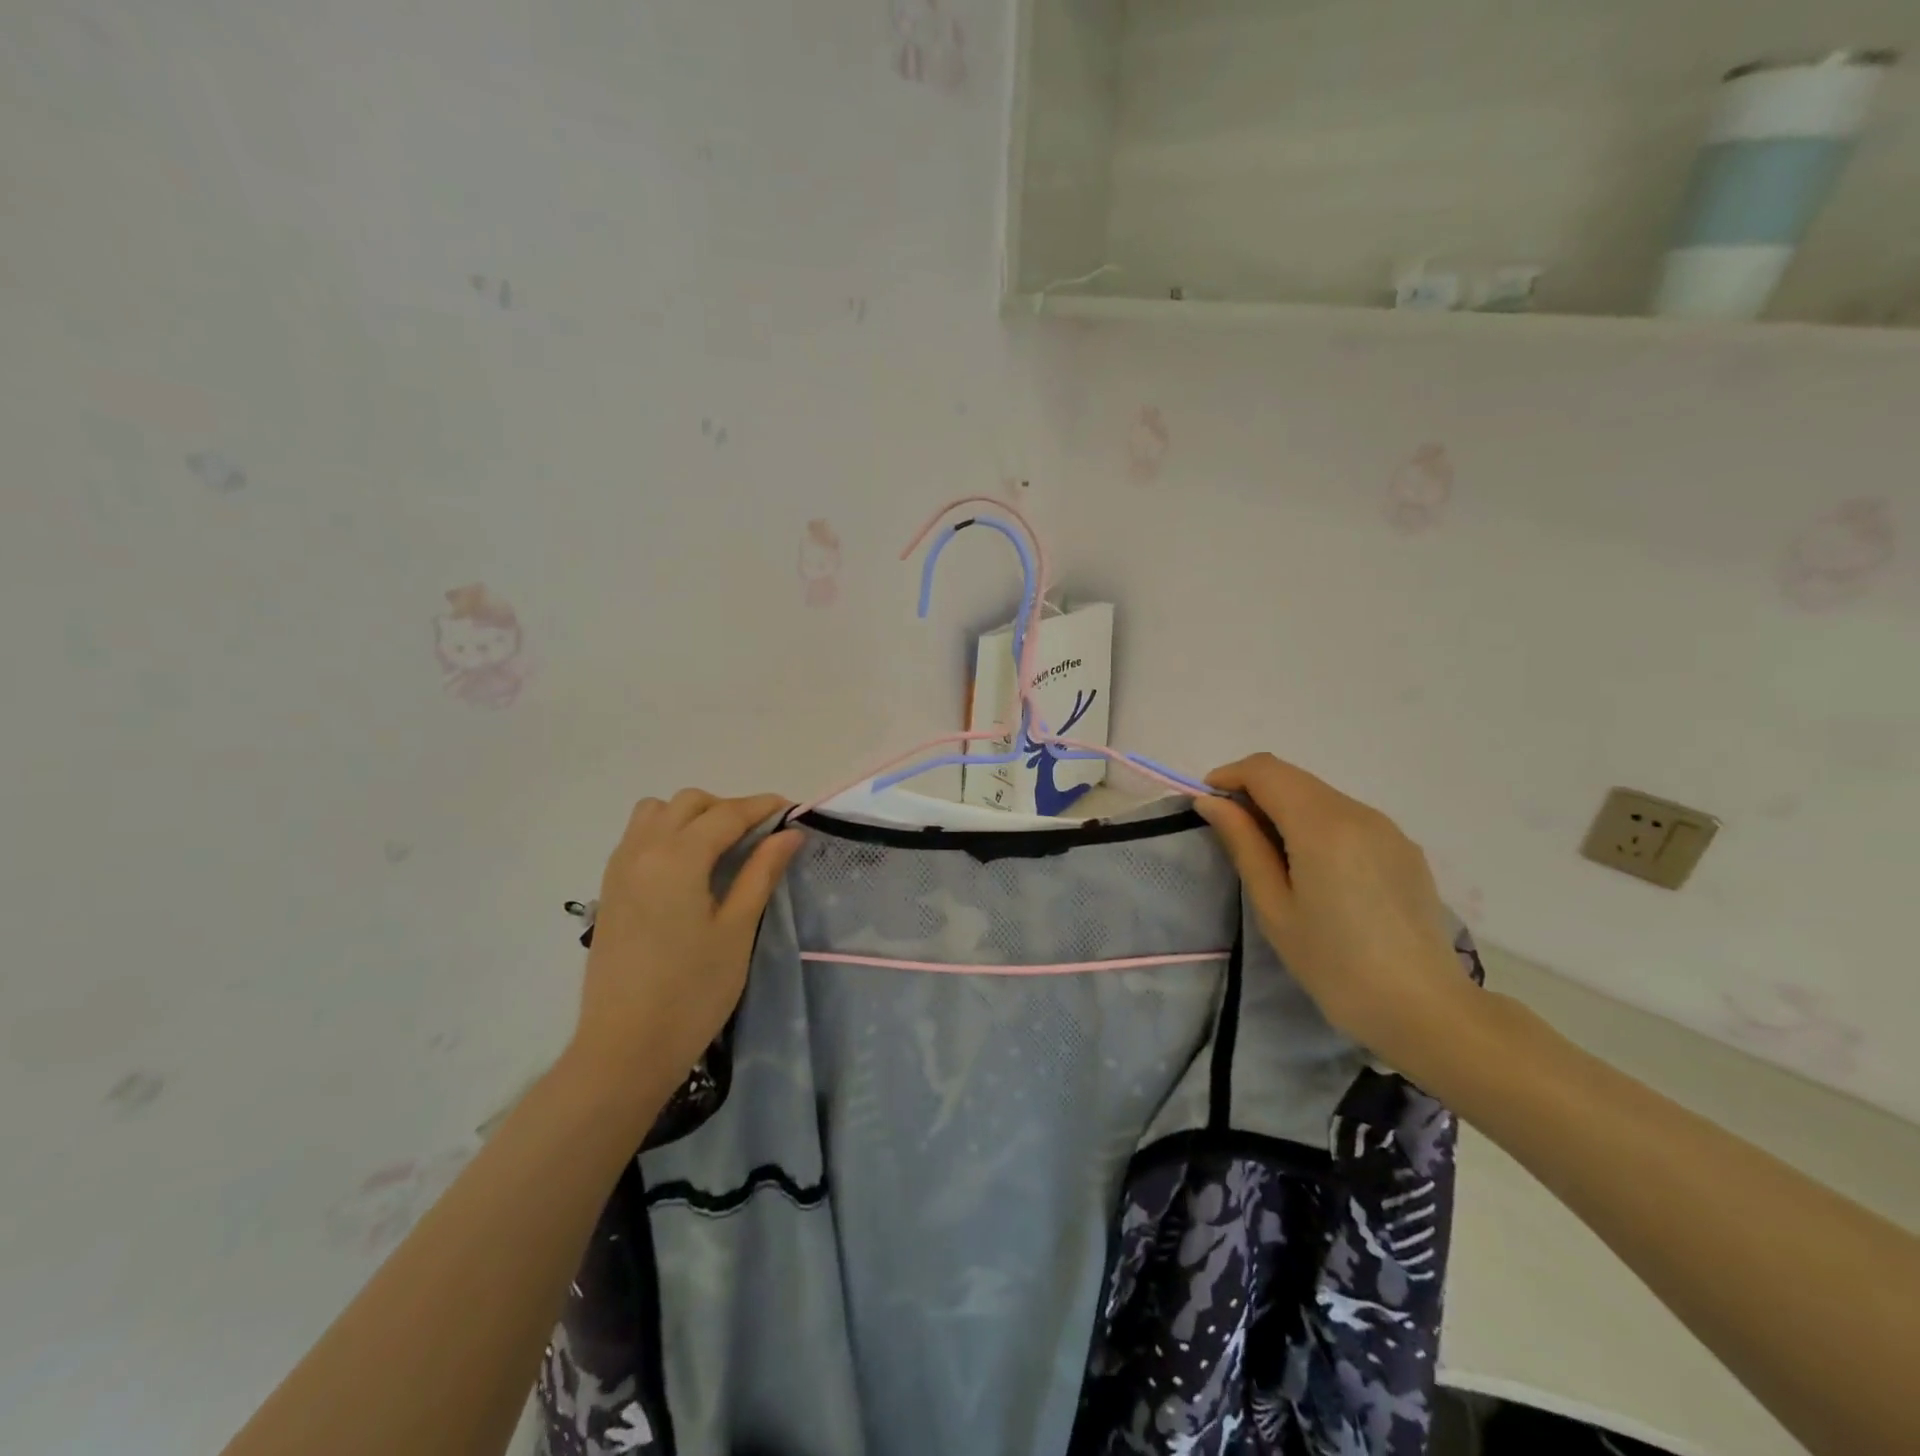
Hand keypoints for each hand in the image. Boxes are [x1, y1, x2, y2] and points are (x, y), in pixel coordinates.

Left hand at [565, 790, 802, 1105]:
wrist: (625, 1048)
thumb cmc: (692, 991)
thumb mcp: (737, 929)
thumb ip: (761, 873)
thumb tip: (789, 833)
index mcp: (677, 858)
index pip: (727, 813)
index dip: (763, 807)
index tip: (793, 811)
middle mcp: (643, 850)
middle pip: (690, 803)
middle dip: (729, 808)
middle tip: (761, 836)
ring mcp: (620, 868)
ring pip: (657, 812)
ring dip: (692, 816)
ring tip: (721, 848)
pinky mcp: (610, 889)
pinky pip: (638, 836)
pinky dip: (667, 833)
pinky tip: (688, 867)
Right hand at [1192, 754, 1475, 1073]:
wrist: (1425, 1010)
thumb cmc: (1334, 964)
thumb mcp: (1274, 907)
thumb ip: (1243, 844)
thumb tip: (1211, 803)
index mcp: (1322, 825)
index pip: (1265, 770)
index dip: (1229, 776)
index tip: (1207, 806)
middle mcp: (1358, 813)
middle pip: (1293, 778)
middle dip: (1254, 792)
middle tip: (1231, 833)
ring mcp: (1387, 828)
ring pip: (1320, 795)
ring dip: (1285, 808)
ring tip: (1271, 857)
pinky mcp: (1403, 847)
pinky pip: (1347, 818)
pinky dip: (1316, 824)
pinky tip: (1314, 870)